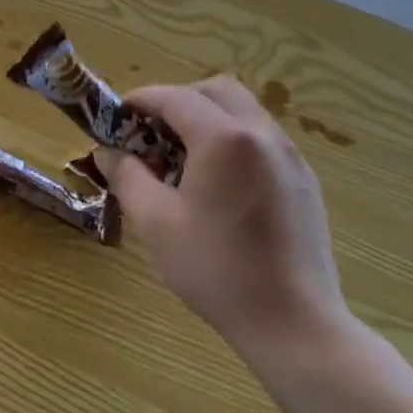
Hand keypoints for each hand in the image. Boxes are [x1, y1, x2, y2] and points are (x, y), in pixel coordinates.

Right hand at [95, 76, 350, 358]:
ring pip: (243, 111)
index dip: (140, 100)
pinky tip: (217, 183)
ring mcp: (290, 157)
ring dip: (206, 119)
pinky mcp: (304, 181)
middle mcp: (263, 135)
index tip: (115, 116)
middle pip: (216, 90)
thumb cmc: (217, 268)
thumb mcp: (155, 222)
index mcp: (224, 139)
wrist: (294, 322)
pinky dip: (232, 140)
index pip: (174, 97)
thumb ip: (127, 176)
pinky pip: (261, 139)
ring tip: (181, 159)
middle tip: (151, 134)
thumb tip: (107, 152)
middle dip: (178, 101)